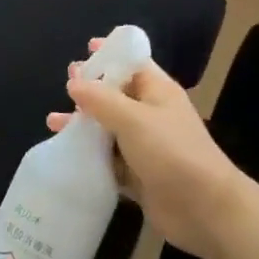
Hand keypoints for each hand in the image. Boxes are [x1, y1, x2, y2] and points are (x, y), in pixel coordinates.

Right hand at [47, 43, 248, 258]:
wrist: (205, 210)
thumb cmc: (172, 153)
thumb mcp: (133, 119)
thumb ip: (101, 100)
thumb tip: (74, 82)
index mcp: (157, 91)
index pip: (132, 63)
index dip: (111, 54)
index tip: (86, 48)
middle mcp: (151, 114)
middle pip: (116, 95)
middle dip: (91, 90)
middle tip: (65, 85)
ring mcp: (145, 146)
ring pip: (108, 129)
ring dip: (83, 125)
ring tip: (53, 123)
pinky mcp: (139, 175)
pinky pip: (109, 160)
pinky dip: (89, 156)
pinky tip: (66, 156)